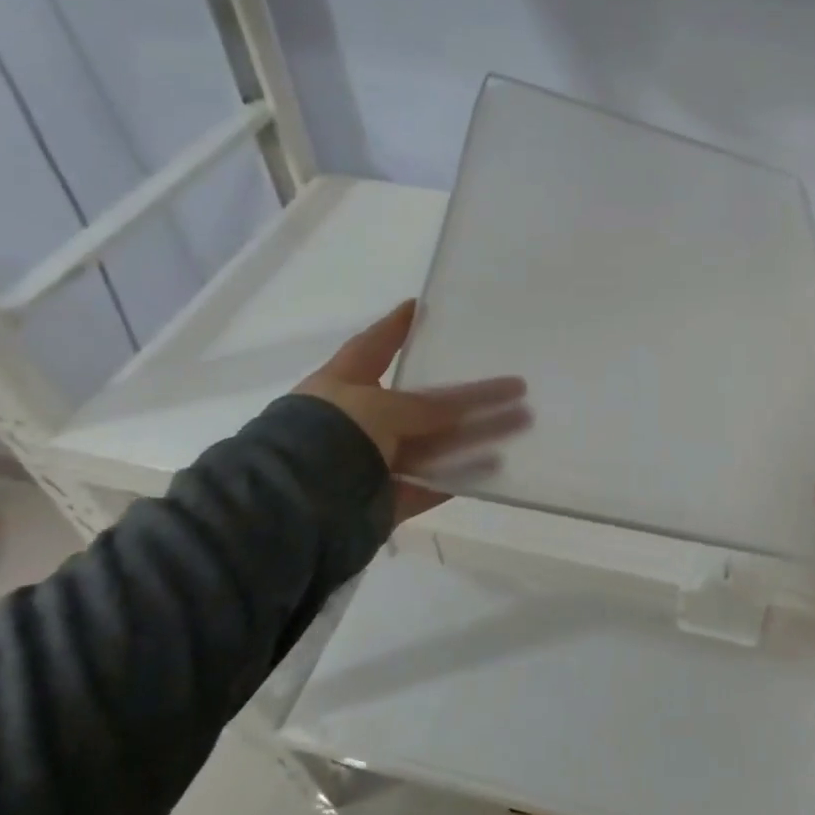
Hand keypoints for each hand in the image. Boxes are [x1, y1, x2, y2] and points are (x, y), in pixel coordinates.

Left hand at [294, 300, 528, 524]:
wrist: (292, 508)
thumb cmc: (330, 436)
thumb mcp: (379, 406)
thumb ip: (425, 407)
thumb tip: (463, 407)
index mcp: (344, 384)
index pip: (374, 345)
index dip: (398, 325)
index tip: (422, 305)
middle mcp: (359, 419)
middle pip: (424, 403)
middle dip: (469, 395)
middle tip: (514, 385)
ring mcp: (373, 460)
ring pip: (436, 444)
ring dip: (478, 435)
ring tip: (522, 423)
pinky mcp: (385, 499)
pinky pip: (430, 484)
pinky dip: (460, 477)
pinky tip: (495, 466)